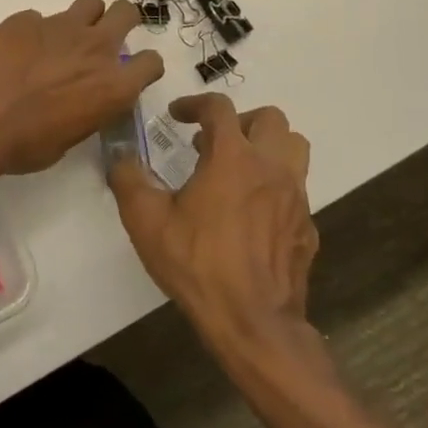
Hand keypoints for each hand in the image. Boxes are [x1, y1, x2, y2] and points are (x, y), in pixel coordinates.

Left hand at [0, 0, 164, 179]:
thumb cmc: (23, 144)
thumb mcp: (67, 139)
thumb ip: (86, 110)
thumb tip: (82, 101)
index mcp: (112, 86)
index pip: (151, 62)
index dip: (142, 66)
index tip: (129, 72)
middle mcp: (94, 48)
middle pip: (126, 13)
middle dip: (120, 22)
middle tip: (103, 39)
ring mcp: (59, 26)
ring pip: (89, 3)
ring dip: (83, 18)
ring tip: (63, 38)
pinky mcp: (25, 18)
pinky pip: (39, 18)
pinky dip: (34, 32)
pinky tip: (15, 51)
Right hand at [107, 93, 317, 360]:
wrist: (253, 323)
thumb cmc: (198, 264)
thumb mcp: (146, 220)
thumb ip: (128, 179)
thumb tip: (120, 156)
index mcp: (233, 157)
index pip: (219, 108)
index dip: (195, 104)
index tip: (178, 116)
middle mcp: (271, 168)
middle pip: (270, 119)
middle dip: (239, 121)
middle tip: (213, 142)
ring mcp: (296, 197)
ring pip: (294, 148)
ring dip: (267, 146)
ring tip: (238, 167)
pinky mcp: (307, 227)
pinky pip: (296, 189)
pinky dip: (275, 186)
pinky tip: (252, 213)